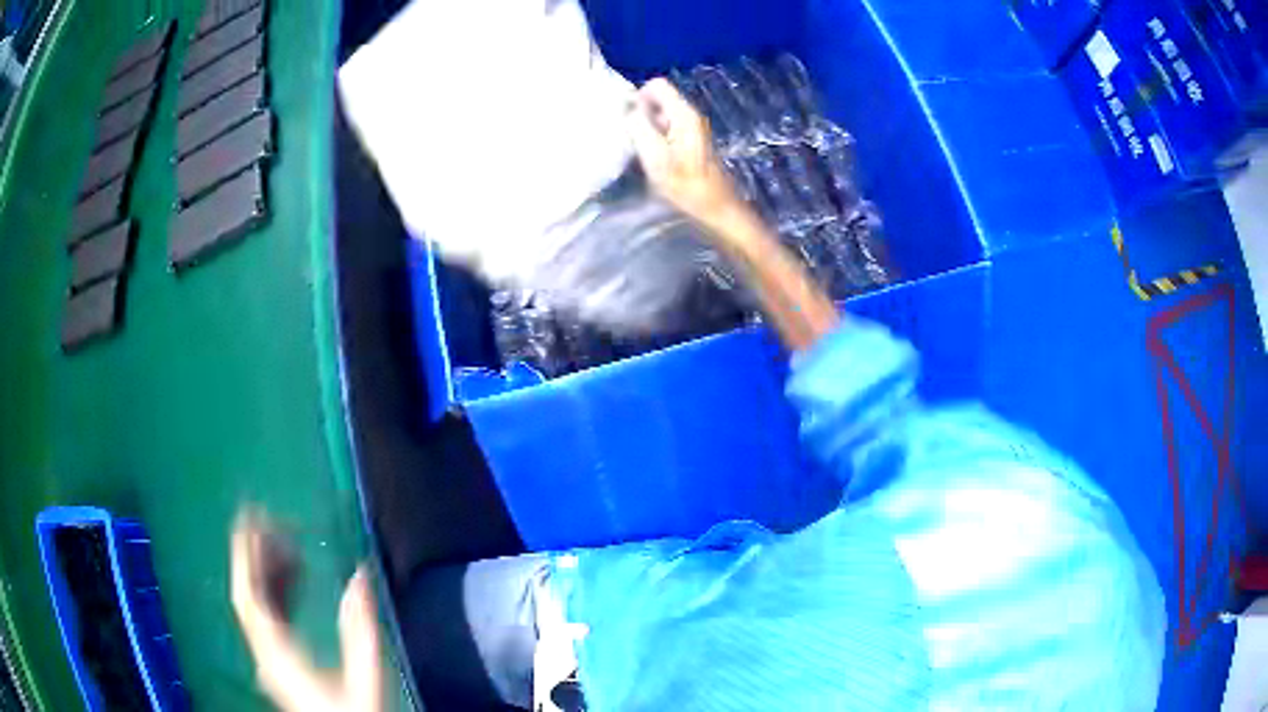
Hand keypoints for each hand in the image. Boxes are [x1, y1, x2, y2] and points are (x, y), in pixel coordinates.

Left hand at [231, 512, 383, 711]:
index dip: (245, 554)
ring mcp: (271, 659)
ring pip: (257, 605)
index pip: (248, 595)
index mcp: (278, 653)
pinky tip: (294, 580)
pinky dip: (277, 592)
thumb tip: (361, 575)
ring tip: (290, 544)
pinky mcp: (280, 664)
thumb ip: (361, 629)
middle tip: (275, 520)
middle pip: (249, 595)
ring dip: (268, 571)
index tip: (253, 518)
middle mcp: (266, 652)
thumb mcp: (366, 677)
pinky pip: (269, 618)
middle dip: (256, 554)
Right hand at [627, 78, 746, 231]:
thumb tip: (627, 108)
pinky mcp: (692, 143)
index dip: (638, 97)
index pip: (657, 84)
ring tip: (642, 152)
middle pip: (659, 99)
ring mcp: (693, 129)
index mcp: (683, 114)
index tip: (629, 121)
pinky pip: (667, 129)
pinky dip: (656, 139)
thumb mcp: (655, 155)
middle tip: (633, 140)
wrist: (716, 209)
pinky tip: (654, 160)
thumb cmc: (685, 185)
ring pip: (662, 115)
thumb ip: (639, 126)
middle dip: (641, 113)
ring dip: (647, 128)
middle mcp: (690, 115)